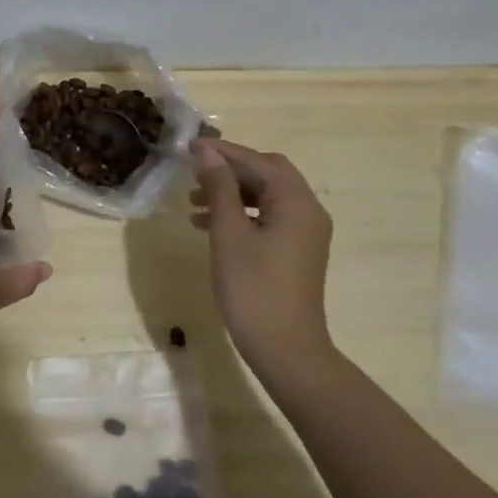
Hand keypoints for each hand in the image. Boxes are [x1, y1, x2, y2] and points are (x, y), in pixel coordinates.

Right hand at [189, 139, 333, 373]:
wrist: (286, 351)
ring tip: (193, 202)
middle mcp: (308, 210)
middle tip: (195, 172)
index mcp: (296, 202)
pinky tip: (209, 225)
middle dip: (230, 169)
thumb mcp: (229, 234)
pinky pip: (269, 217)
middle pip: (267, 173)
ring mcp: (305, 233)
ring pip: (267, 196)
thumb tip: (208, 153)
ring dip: (232, 193)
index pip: (257, 161)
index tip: (189, 147)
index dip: (223, 151)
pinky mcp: (297, 251)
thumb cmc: (253, 289)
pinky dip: (242, 214)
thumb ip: (220, 189)